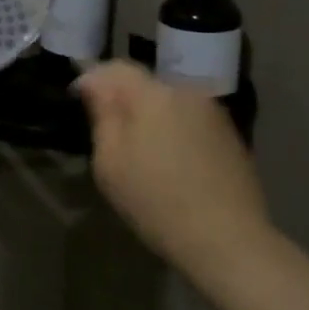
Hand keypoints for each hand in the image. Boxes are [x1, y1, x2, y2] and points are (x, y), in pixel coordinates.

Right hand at [74, 62, 271, 279]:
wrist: (229, 241)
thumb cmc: (157, 201)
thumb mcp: (111, 162)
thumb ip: (102, 114)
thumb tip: (92, 83)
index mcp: (154, 94)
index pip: (116, 68)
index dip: (92, 79)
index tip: (78, 101)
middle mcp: (187, 92)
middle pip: (145, 84)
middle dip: (123, 99)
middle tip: (107, 131)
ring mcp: (214, 113)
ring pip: (169, 102)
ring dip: (150, 116)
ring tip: (140, 151)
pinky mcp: (230, 135)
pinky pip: (190, 120)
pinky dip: (174, 131)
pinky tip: (171, 163)